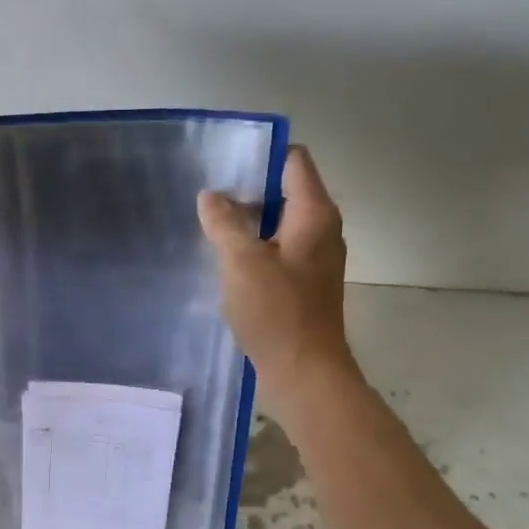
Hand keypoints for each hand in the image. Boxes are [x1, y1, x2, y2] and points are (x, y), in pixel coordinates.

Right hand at [198, 144, 355, 395]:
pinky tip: (226, 258)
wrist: (305, 373)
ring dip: (248, 220)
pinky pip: (279, 249)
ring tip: (209, 224)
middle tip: (206, 195)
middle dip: (248, 189)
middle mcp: (322, 229)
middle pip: (286, 190)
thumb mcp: (241, 262)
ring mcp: (315, 257)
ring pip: (280, 222)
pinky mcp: (305, 282)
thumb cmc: (276, 312)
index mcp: (314, 214)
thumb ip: (224, 223)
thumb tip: (210, 196)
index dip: (260, 155)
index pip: (293, 161)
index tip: (222, 163)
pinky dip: (255, 246)